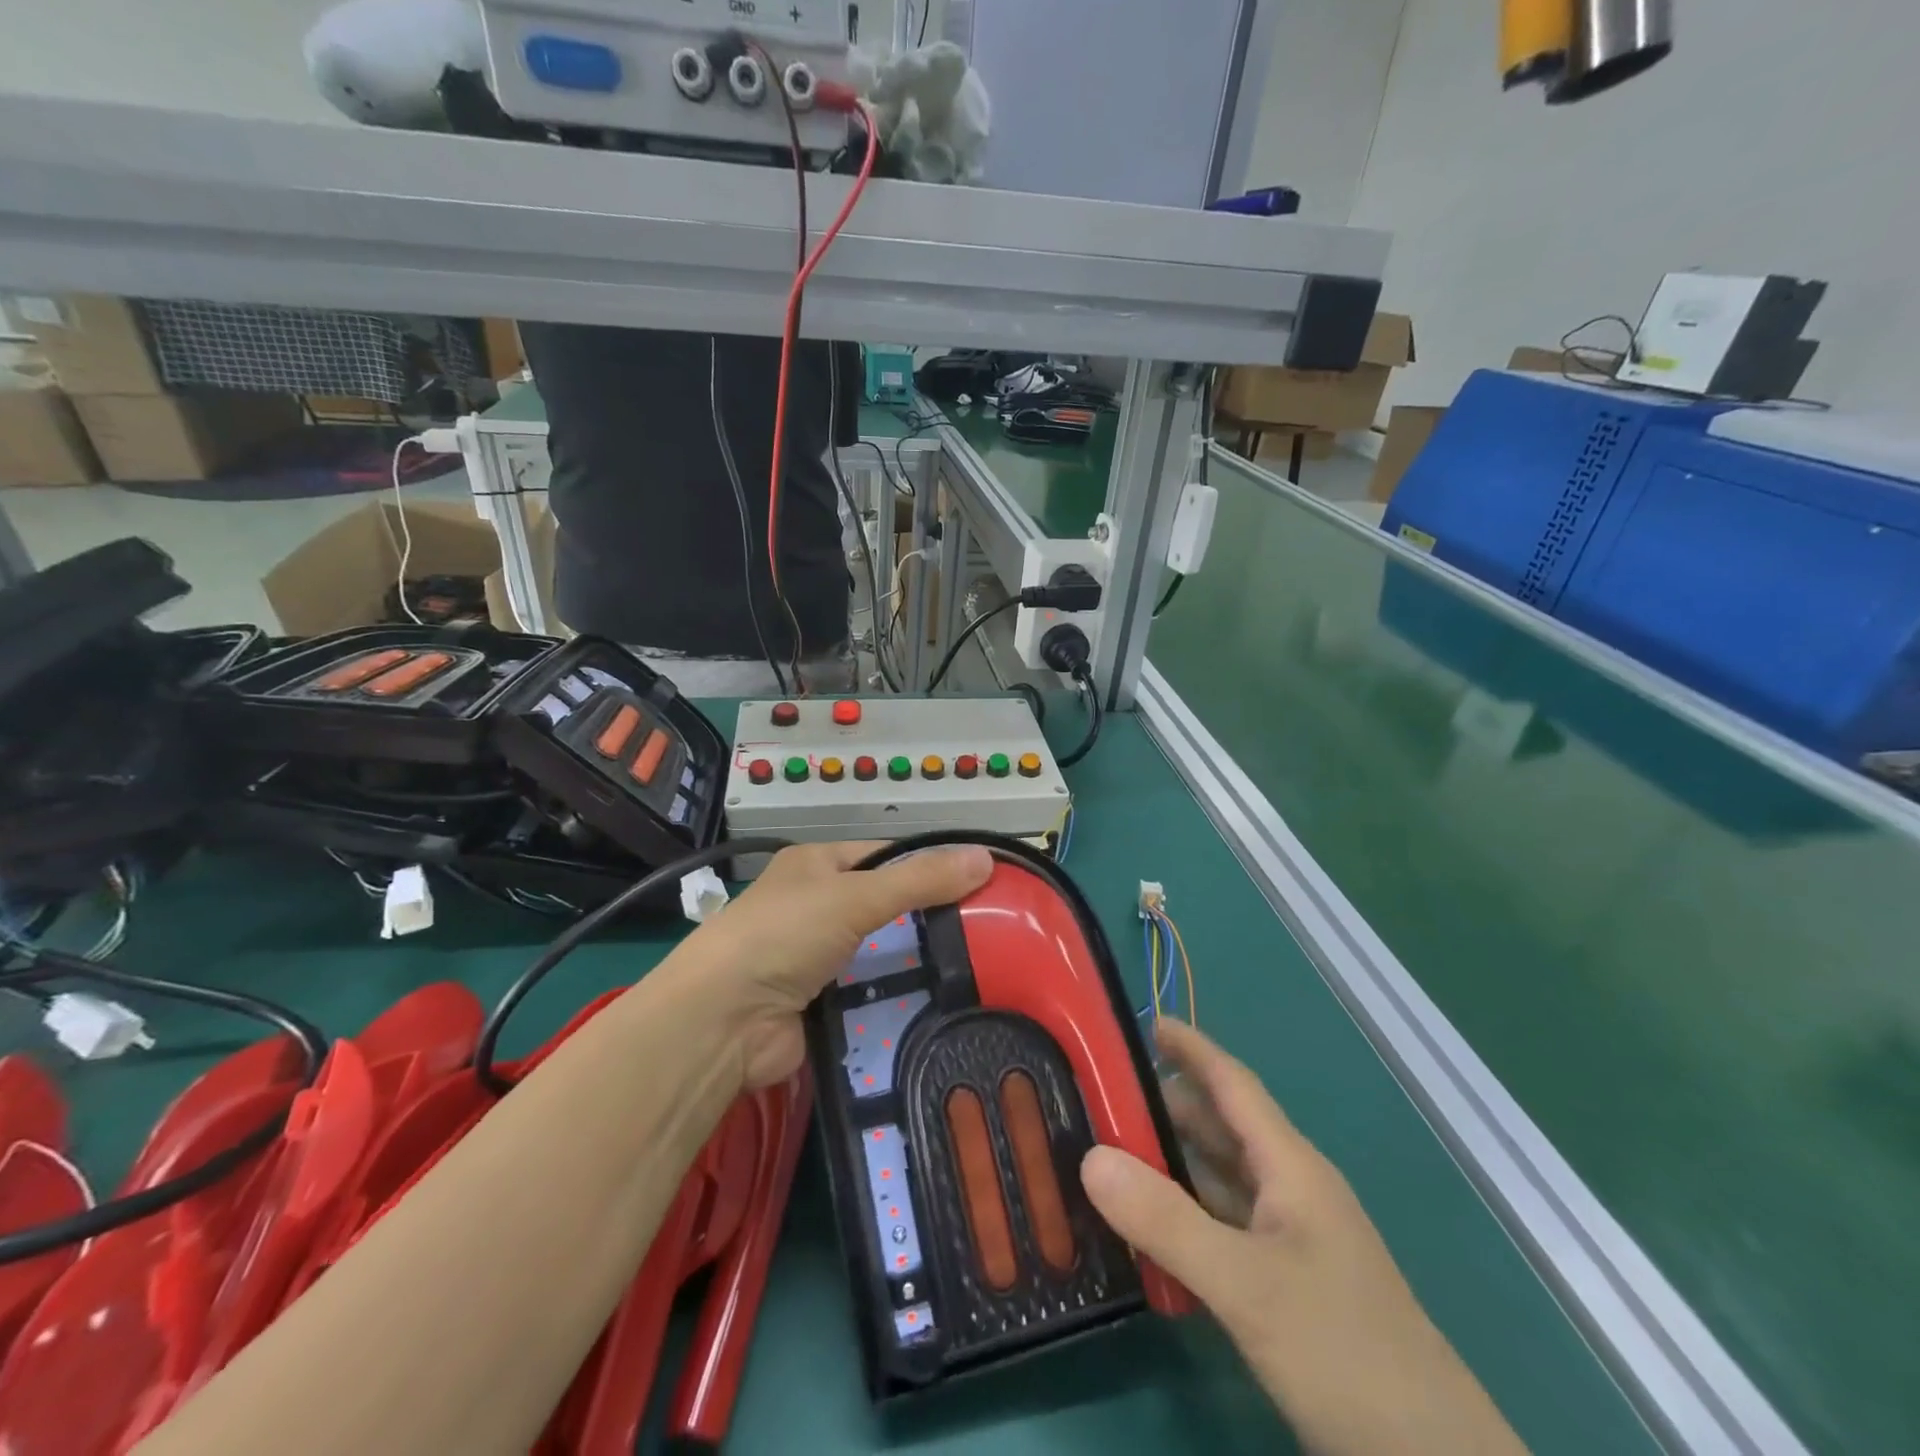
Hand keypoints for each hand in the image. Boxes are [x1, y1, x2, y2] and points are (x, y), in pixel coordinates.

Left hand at [663, 842, 993, 1089]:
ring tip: (978, 968)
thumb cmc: (785, 935)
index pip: (885, 855)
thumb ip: (920, 880)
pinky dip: (897, 997)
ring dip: (914, 961)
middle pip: (885, 906)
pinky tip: (940, 1002)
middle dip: (927, 918)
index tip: (978, 881)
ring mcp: (816, 958)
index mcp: (816, 865)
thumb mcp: (856, 896)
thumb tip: (986, 857)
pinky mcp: (821, 1003)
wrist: (722, 1022)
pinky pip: (871, 994)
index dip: (928, 864)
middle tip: (987, 930)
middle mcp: (815, 906)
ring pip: (880, 952)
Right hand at [1081, 1021, 1526, 1455]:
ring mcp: (1289, 1238)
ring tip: (1106, 1153)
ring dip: (1169, 1161)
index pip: (1232, 1082)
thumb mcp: (1246, 1284)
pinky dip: (1183, 1214)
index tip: (1141, 1021)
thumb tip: (1090, 1157)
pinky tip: (1144, 1227)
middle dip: (1163, 1105)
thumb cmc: (1343, 1350)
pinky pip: (1221, 1226)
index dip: (1190, 1047)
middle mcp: (1289, 1189)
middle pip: (1220, 1128)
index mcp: (1290, 1166)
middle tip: (1096, 1096)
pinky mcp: (1283, 1282)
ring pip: (1218, 1178)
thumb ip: (1166, 1220)